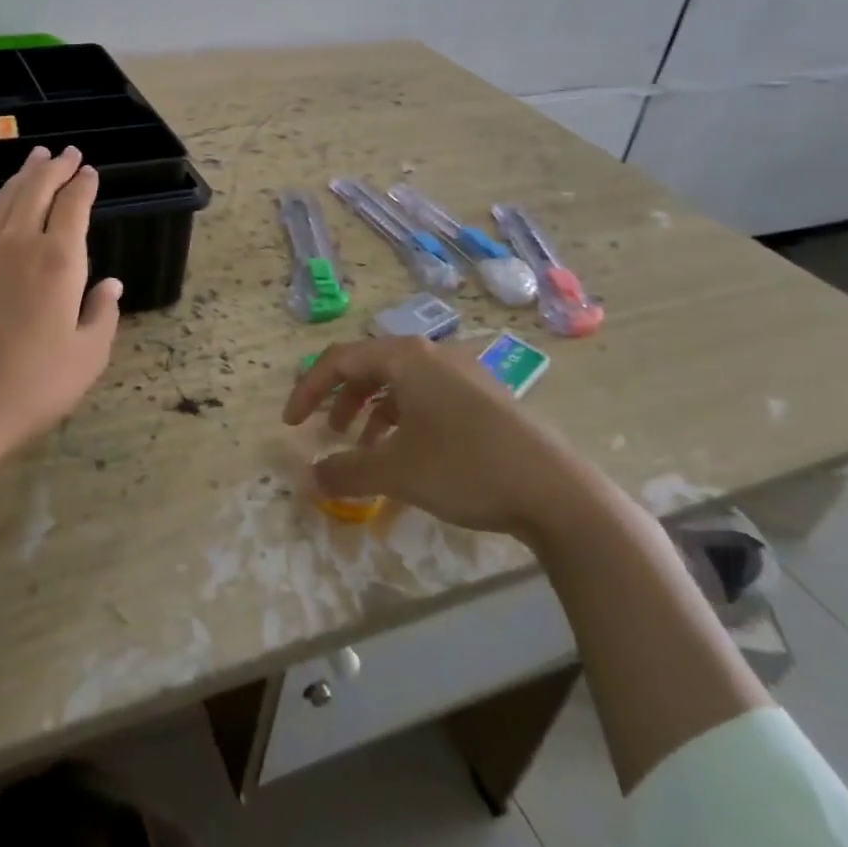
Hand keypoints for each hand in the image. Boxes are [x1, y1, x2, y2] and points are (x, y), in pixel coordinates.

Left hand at [0, 147, 123, 578]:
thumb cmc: (31, 387)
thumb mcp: (87, 358)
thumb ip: (102, 314)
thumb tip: (111, 284)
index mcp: (59, 262)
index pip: (74, 208)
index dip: (84, 186)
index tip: (90, 172)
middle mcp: (19, 244)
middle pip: (39, 191)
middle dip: (56, 168)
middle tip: (68, 152)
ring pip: (5, 198)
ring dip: (23, 175)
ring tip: (36, 157)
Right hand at [282, 337, 580, 540]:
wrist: (556, 491)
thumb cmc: (465, 468)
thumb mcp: (395, 472)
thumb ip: (345, 471)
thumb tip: (310, 476)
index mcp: (405, 357)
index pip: (339, 359)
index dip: (308, 389)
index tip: (291, 423)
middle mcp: (432, 354)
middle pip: (369, 366)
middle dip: (341, 399)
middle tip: (328, 432)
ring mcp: (462, 374)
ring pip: (400, 384)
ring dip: (371, 412)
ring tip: (364, 449)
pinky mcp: (483, 398)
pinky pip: (427, 398)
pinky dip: (403, 421)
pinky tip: (406, 456)